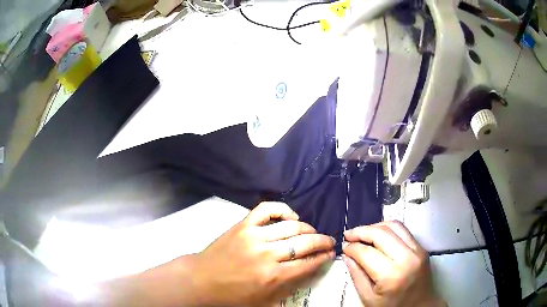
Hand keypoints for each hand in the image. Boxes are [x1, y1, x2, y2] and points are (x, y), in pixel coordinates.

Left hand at [192, 202, 335, 305]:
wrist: (202, 280)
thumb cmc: (233, 296)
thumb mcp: (264, 301)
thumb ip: (289, 287)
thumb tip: (310, 270)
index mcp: (273, 277)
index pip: (309, 263)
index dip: (324, 257)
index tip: (331, 253)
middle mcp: (267, 254)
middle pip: (305, 243)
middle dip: (323, 241)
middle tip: (329, 241)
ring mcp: (254, 236)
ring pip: (291, 226)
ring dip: (307, 228)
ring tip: (312, 232)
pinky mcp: (243, 225)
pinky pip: (266, 209)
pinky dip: (282, 209)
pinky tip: (291, 216)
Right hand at [342, 221, 444, 306]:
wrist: (420, 306)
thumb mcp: (369, 299)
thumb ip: (357, 276)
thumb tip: (347, 255)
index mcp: (391, 276)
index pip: (366, 253)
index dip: (352, 248)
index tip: (343, 247)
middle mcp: (407, 258)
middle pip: (381, 233)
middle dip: (361, 231)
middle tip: (349, 235)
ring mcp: (417, 250)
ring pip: (394, 225)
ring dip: (375, 226)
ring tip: (362, 233)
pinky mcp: (422, 247)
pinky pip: (403, 230)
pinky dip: (388, 228)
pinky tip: (379, 235)